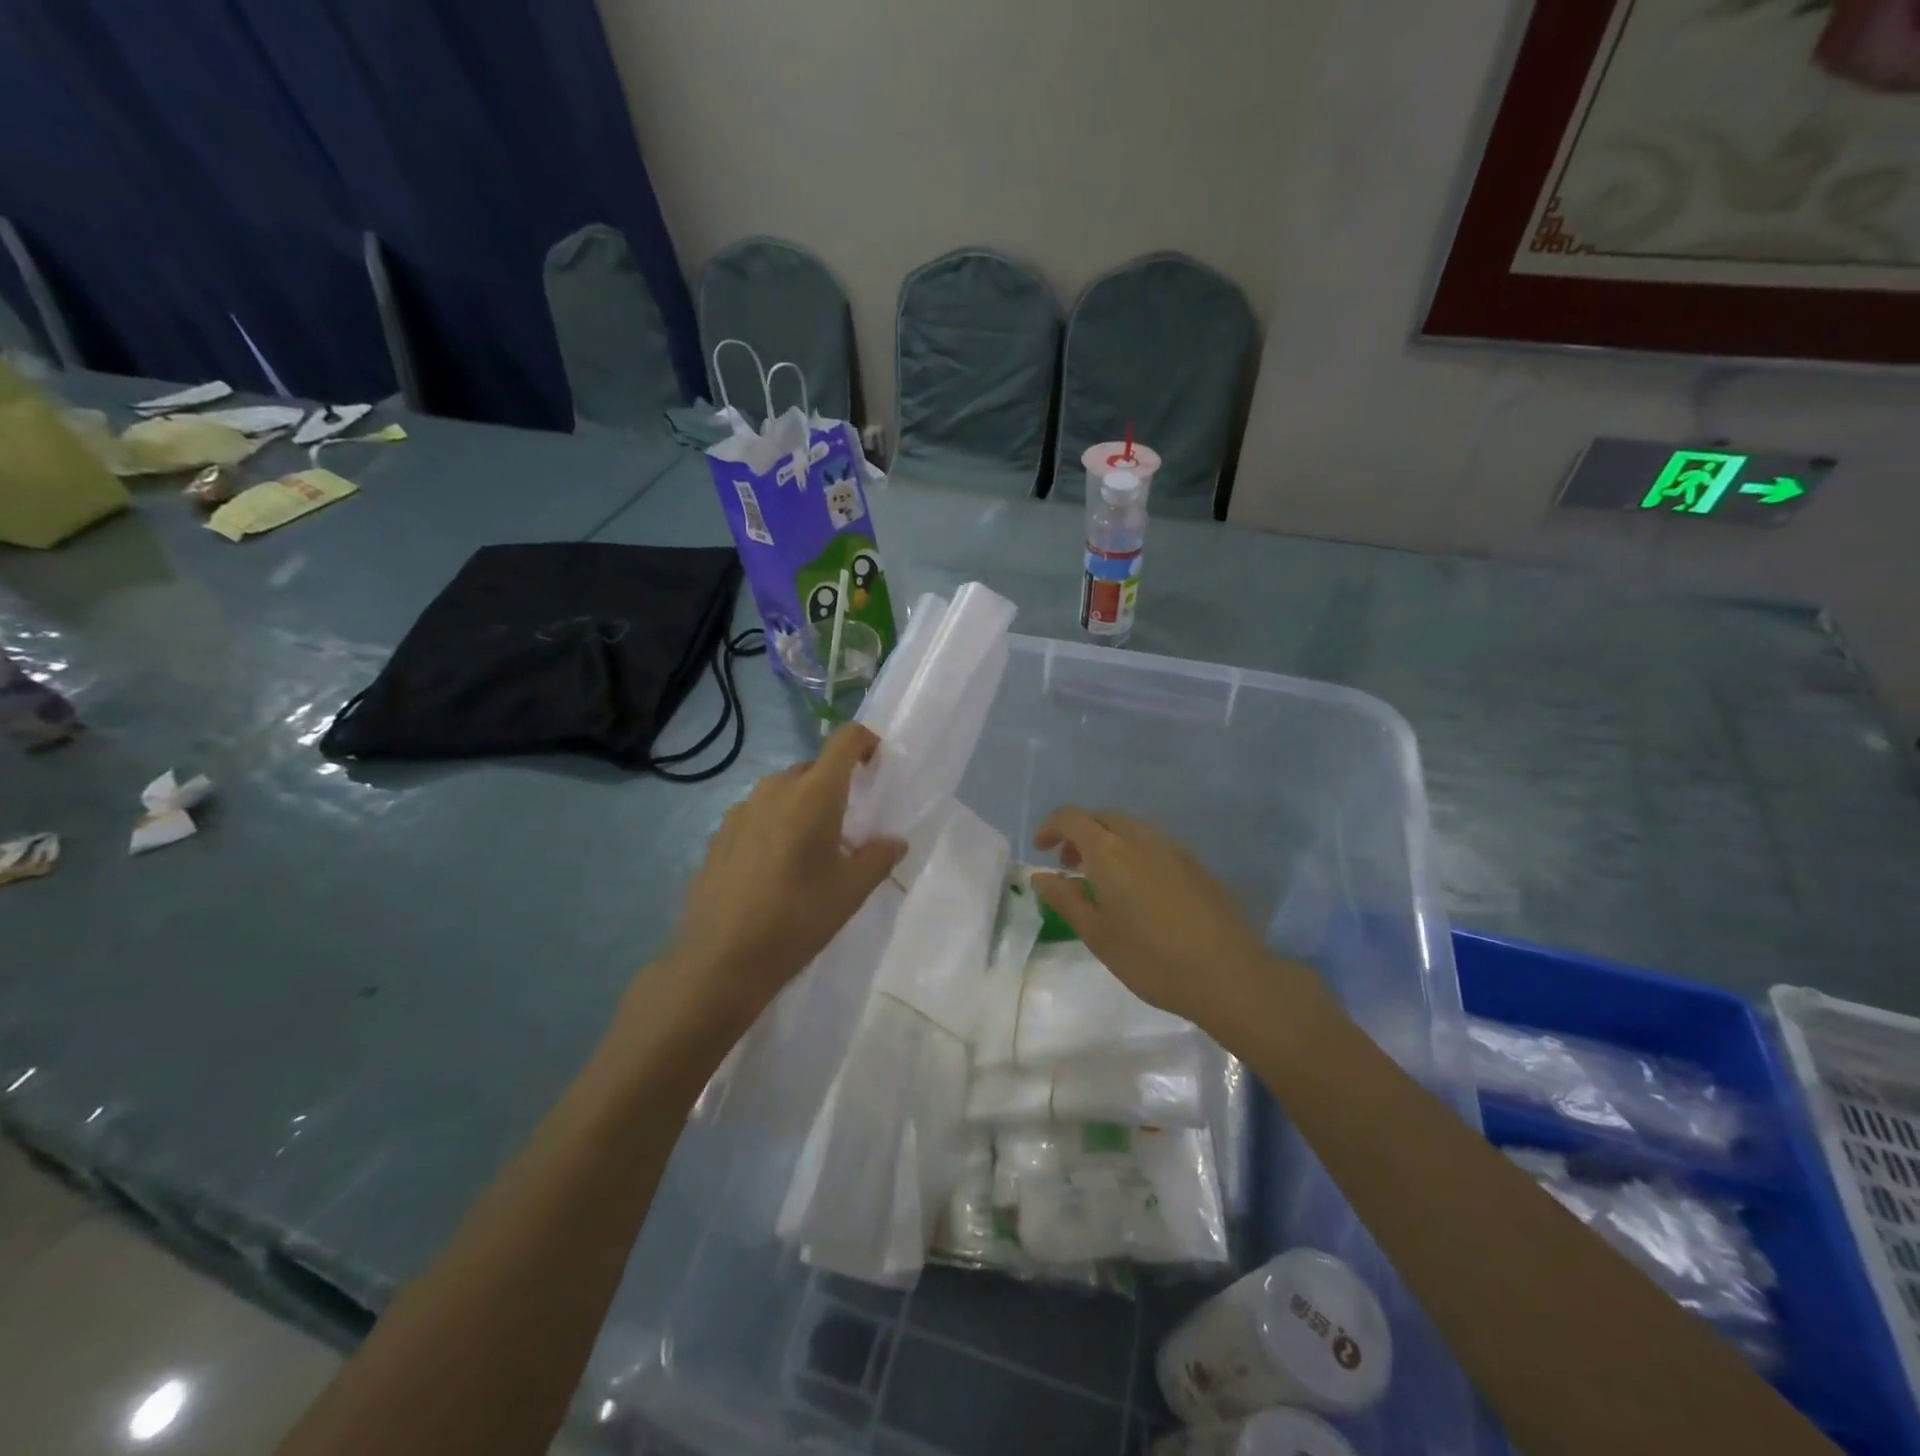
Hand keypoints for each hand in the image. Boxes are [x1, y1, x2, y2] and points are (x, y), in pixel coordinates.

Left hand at [646, 724, 906, 1039]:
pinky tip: (773, 869)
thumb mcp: (849, 893)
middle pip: (814, 768)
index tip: (877, 767)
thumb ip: (878, 858)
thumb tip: (895, 842)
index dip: (867, 742)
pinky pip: (758, 813)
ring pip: (783, 790)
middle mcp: (775, 789)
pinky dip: (774, 825)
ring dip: (803, 806)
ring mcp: (741, 809)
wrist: (720, 960)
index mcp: (814, 794)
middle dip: (836, 786)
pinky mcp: (719, 833)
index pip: (845, 740)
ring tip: (809, 851)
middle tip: (848, 827)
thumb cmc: (796, 920)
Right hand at [1030, 807, 1302, 1030]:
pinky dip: (1134, 852)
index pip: (1072, 817)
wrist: (1229, 975)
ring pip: (1131, 828)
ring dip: (1108, 841)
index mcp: (1111, 852)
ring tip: (1103, 880)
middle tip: (1069, 867)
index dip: (1051, 827)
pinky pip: (1155, 843)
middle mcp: (1142, 838)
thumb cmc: (1152, 960)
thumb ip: (1066, 899)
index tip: (1042, 851)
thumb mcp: (1098, 936)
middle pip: (1102, 817)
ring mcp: (1174, 848)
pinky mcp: (1196, 864)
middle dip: (1079, 834)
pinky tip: (1140, 890)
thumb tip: (1041, 877)